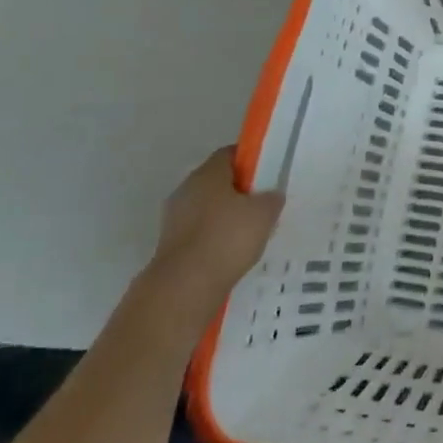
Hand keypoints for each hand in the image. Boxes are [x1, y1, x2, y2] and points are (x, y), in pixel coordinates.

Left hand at [148, 147, 283, 309]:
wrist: (184, 288)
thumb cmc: (227, 238)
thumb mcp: (265, 213)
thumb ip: (272, 198)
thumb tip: (271, 195)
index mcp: (207, 173)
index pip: (230, 154)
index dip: (251, 160)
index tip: (269, 174)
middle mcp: (186, 190)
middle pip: (217, 182)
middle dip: (240, 191)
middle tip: (263, 204)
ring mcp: (174, 219)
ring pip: (207, 209)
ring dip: (226, 217)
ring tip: (251, 233)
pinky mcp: (170, 245)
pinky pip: (200, 233)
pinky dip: (215, 238)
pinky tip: (233, 253)